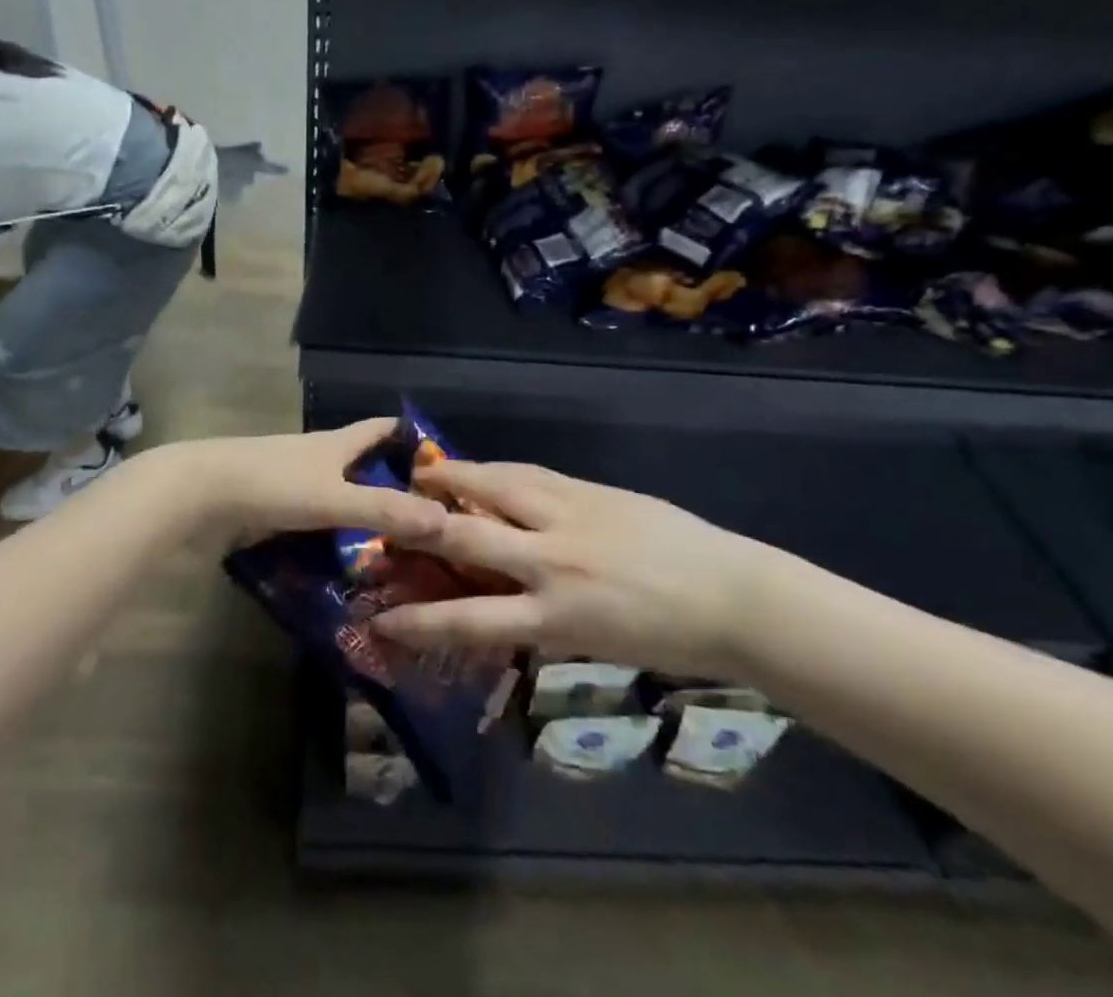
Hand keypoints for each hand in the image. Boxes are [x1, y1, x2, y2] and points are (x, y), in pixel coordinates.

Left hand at [155, 420, 445, 546]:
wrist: (197, 494)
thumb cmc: (270, 484)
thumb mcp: (332, 497)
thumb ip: (384, 509)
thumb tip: (447, 521)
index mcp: (334, 444)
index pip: (380, 428)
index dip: (410, 434)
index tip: (443, 456)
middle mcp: (316, 458)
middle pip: (361, 463)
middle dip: (392, 482)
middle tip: (427, 516)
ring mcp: (291, 484)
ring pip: (338, 495)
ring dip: (363, 513)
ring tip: (396, 547)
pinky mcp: (271, 510)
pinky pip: (314, 521)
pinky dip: (334, 536)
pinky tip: (349, 563)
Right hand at [372, 461, 770, 678]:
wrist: (731, 596)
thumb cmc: (666, 636)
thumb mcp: (593, 643)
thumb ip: (540, 618)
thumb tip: (497, 600)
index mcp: (554, 616)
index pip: (468, 620)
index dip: (418, 621)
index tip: (381, 618)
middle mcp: (550, 561)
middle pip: (468, 534)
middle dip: (423, 525)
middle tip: (390, 515)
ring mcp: (569, 516)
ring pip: (496, 485)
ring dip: (456, 478)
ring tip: (428, 474)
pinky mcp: (588, 489)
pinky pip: (531, 474)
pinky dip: (500, 472)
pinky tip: (487, 470)